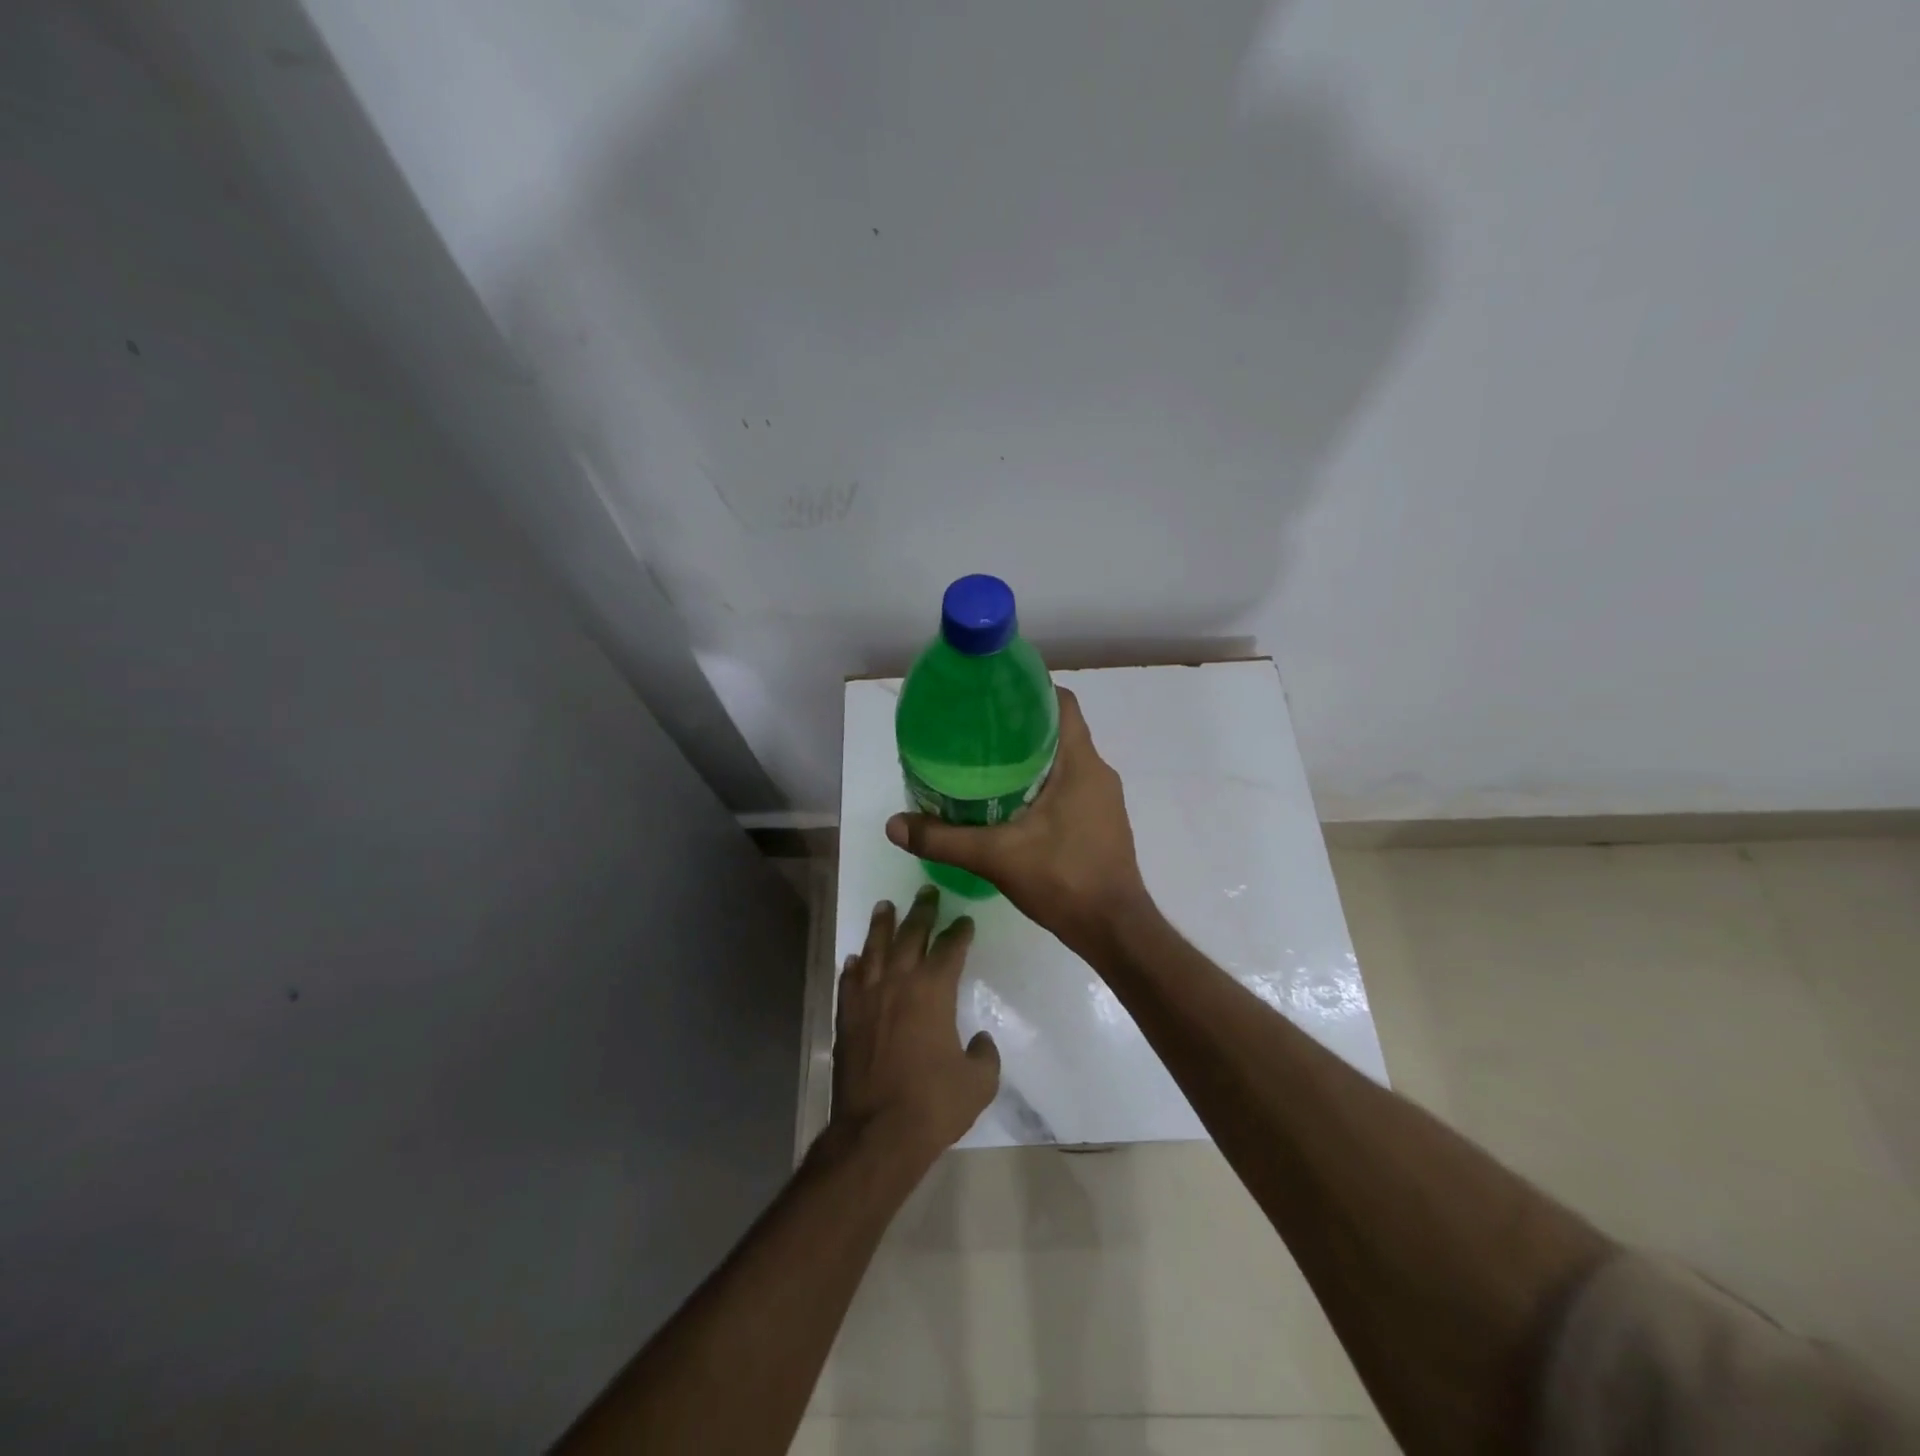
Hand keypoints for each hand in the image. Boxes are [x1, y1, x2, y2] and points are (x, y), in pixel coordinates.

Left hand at [831, 886, 999, 1160]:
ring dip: (882, 925)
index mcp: (934, 990)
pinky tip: (856, 959)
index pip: (950, 947)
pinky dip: (854, 966)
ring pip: (875, 948)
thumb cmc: (934, 1103)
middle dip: (922, 911)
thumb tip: (980, 1040)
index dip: (959, 931)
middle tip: (926, 891)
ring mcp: (868, 997)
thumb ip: (985, 1053)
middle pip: (911, 935)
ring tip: (886, 905)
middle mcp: (899, 982)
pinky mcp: (847, 1017)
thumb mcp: (979, 1082)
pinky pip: (850, 980)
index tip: (964, 920)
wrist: (877, 1132)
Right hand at [885, 687, 1150, 955]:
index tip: (994, 695)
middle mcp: (1098, 773)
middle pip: (1059, 731)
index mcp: (1081, 764)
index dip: (1031, 690)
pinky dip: (1043, 784)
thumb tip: (893, 825)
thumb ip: (944, 839)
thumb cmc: (1064, 880)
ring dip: (1031, 758)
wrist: (1115, 930)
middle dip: (1020, 727)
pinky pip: (1071, 786)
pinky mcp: (1102, 822)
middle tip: (975, 733)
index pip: (1062, 703)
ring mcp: (1104, 799)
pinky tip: (1012, 804)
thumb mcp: (996, 857)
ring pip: (1065, 761)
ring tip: (986, 766)